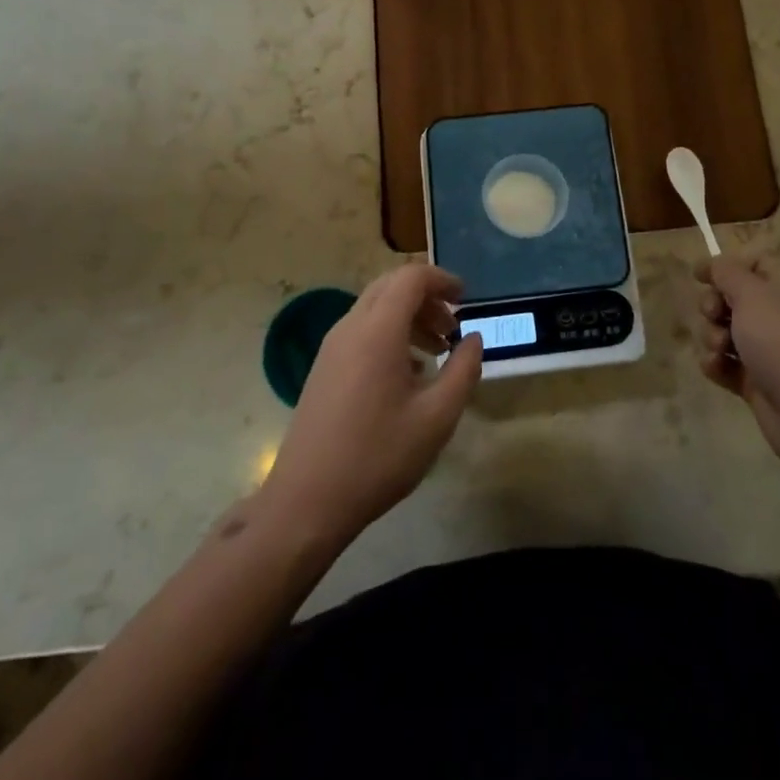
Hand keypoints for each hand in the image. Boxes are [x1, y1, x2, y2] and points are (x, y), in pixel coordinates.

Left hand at [261, 264, 482, 547]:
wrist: (307, 501)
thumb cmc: (378, 457)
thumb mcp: (437, 417)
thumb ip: (463, 370)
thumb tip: (473, 339)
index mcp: (378, 331)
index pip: (411, 277)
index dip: (443, 279)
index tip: (467, 299)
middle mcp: (350, 328)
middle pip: (391, 286)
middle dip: (427, 296)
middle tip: (453, 326)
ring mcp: (332, 347)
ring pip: (375, 308)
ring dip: (409, 316)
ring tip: (437, 351)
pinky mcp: (324, 368)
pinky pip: (361, 331)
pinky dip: (390, 334)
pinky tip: (408, 373)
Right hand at [694, 255, 779, 469]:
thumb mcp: (751, 294)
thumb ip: (726, 272)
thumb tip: (713, 263)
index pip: (755, 264)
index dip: (726, 267)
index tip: (699, 276)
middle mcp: (779, 315)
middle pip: (732, 298)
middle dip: (713, 305)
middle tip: (713, 314)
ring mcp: (768, 350)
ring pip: (725, 331)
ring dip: (711, 336)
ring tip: (719, 349)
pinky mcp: (756, 380)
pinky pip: (725, 363)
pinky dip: (716, 364)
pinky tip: (716, 368)